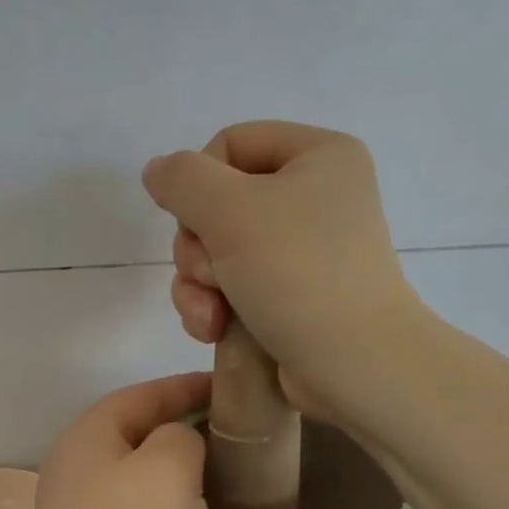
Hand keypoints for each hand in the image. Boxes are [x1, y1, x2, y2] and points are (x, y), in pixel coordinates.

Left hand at [26, 372, 211, 508]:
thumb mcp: (169, 467)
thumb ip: (181, 435)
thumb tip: (177, 444)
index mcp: (85, 435)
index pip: (141, 394)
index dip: (186, 387)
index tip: (230, 388)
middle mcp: (71, 466)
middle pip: (133, 432)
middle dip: (180, 427)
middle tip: (229, 431)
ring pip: (132, 475)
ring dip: (171, 471)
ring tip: (218, 473)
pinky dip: (160, 507)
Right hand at [142, 121, 418, 414]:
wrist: (352, 365)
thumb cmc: (298, 274)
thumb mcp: (232, 211)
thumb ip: (183, 180)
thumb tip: (157, 170)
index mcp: (318, 156)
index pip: (230, 143)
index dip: (199, 181)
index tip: (198, 221)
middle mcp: (312, 197)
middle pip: (215, 204)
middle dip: (197, 248)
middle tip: (212, 276)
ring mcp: (298, 251)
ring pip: (213, 251)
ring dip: (196, 285)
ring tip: (211, 314)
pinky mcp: (285, 296)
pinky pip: (227, 286)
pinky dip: (212, 307)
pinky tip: (213, 330)